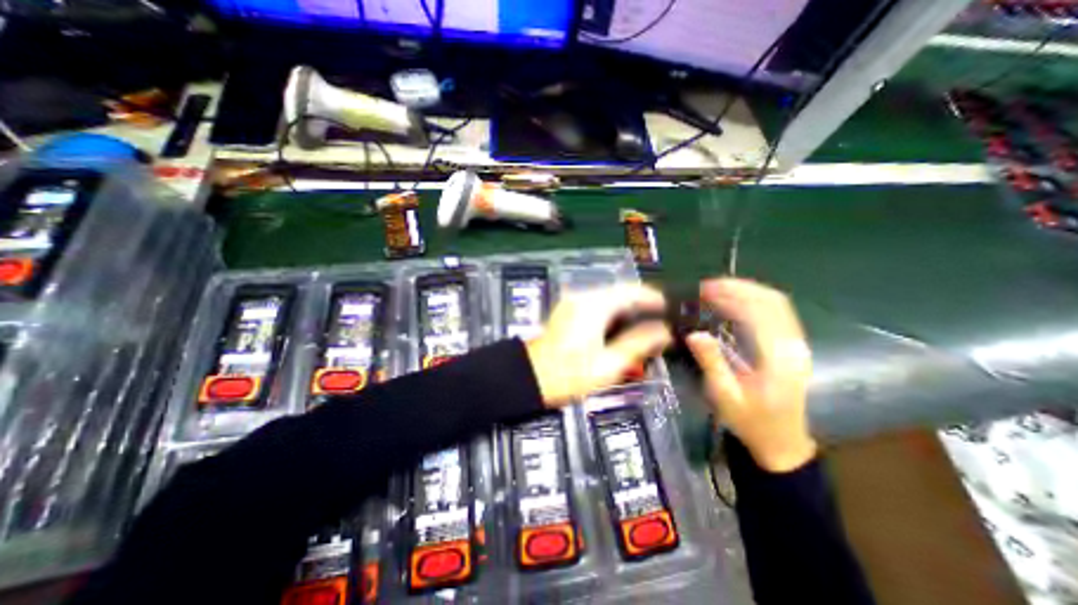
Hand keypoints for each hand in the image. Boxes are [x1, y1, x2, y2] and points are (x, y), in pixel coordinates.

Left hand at [525, 287, 670, 409]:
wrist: (529, 377)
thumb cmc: (570, 373)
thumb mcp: (609, 363)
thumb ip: (639, 343)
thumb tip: (663, 331)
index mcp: (594, 305)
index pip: (631, 291)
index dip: (652, 297)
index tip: (668, 309)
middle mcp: (583, 297)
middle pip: (619, 292)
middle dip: (640, 304)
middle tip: (657, 321)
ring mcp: (572, 302)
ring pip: (608, 298)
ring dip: (626, 308)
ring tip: (641, 326)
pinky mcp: (566, 311)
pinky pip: (596, 304)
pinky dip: (611, 312)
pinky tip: (618, 328)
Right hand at [686, 276, 813, 471]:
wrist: (783, 442)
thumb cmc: (751, 421)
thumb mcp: (725, 395)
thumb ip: (711, 362)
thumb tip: (694, 333)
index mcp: (776, 358)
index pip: (758, 313)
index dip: (731, 296)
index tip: (704, 291)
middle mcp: (792, 346)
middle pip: (772, 301)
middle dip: (739, 287)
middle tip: (708, 285)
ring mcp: (796, 345)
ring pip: (778, 303)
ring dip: (748, 290)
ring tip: (718, 288)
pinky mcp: (793, 346)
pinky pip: (778, 312)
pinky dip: (755, 300)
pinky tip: (736, 300)